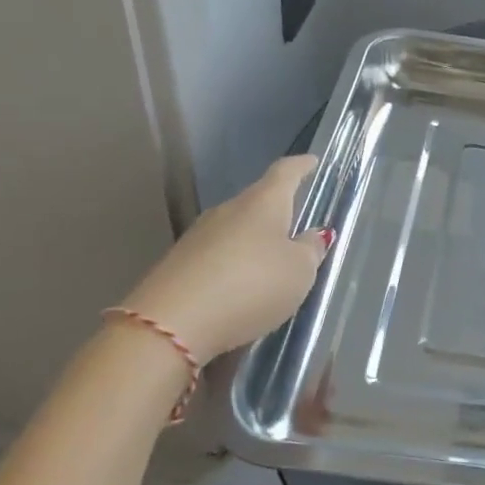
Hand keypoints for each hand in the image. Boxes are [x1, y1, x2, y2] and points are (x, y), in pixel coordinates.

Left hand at [119, 156, 330, 359]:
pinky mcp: (178, 266)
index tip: (313, 161)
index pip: (285, 173)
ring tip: (271, 263)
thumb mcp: (299, 272)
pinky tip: (241, 288)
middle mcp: (228, 211)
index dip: (301, 166)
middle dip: (277, 211)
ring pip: (235, 230)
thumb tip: (313, 234)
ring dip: (254, 242)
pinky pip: (216, 257)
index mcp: (263, 203)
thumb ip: (310, 250)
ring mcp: (197, 237)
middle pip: (257, 203)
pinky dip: (233, 266)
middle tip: (297, 225)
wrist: (171, 324)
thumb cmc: (251, 286)